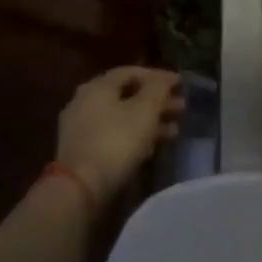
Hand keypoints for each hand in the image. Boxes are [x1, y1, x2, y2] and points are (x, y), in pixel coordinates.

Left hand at [56, 66, 182, 200]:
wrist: (80, 188)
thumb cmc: (117, 141)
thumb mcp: (145, 110)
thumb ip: (158, 88)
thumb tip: (165, 77)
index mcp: (98, 86)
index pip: (131, 72)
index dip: (158, 76)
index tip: (180, 84)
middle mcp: (85, 101)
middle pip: (127, 95)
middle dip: (156, 101)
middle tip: (181, 108)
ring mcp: (80, 128)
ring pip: (121, 117)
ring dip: (149, 121)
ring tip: (174, 131)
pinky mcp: (81, 151)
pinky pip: (113, 135)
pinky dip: (134, 136)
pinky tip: (152, 147)